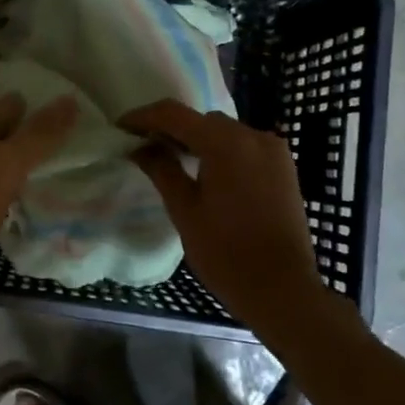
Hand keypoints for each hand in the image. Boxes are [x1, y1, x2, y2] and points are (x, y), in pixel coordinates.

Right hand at [121, 100, 353, 331]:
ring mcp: (273, 151)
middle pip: (202, 120)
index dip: (144, 117)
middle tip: (143, 147)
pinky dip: (221, 150)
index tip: (120, 128)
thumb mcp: (184, 210)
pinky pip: (245, 146)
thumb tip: (140, 147)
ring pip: (225, 131)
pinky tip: (205, 171)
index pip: (175, 115)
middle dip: (171, 128)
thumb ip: (161, 170)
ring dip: (197, 139)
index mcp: (226, 143)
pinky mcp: (284, 168)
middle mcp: (253, 136)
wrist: (281, 289)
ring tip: (171, 159)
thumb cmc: (225, 252)